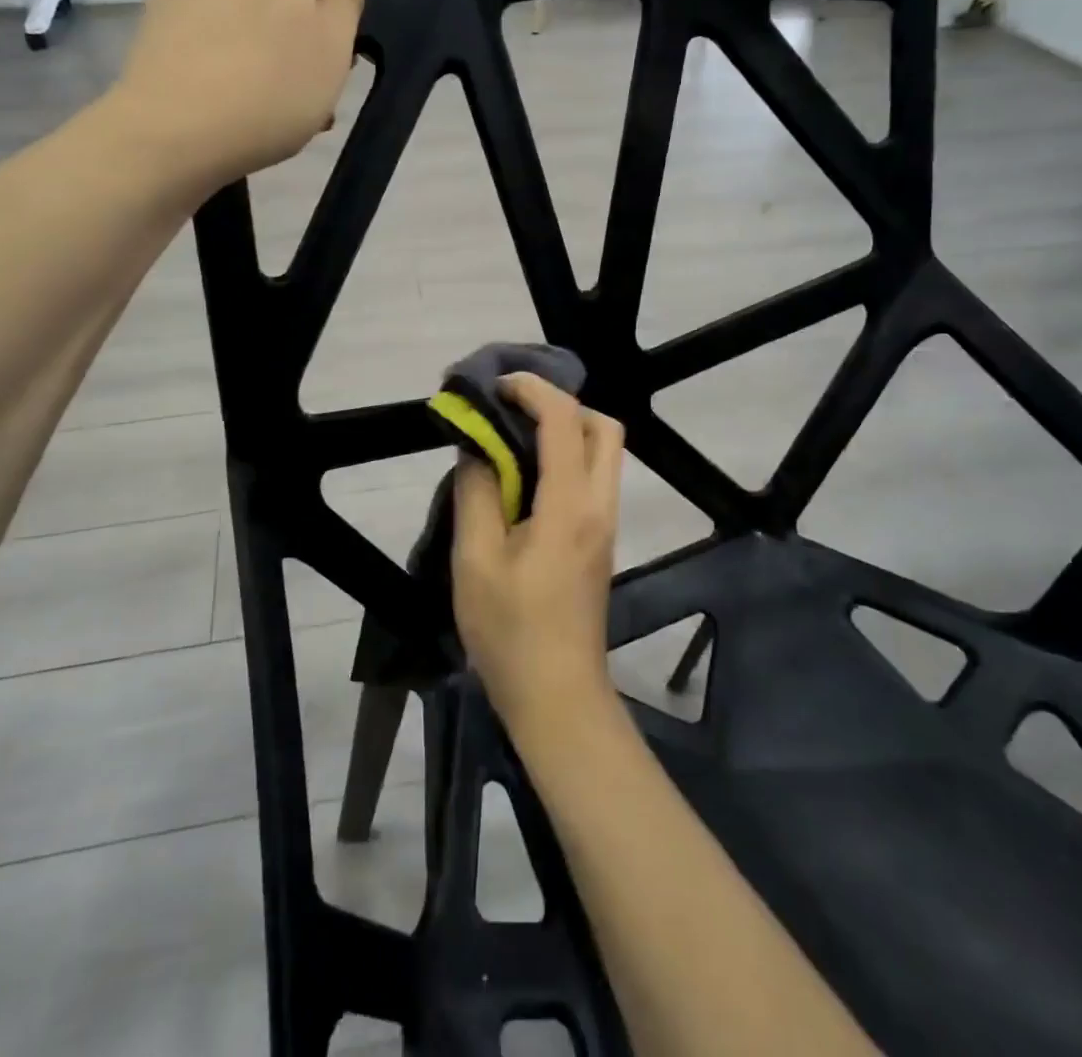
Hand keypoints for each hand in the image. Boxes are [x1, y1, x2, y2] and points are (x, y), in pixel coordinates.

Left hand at [113, 0, 366, 181]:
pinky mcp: (161, 12)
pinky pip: (218, 18)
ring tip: (287, 86)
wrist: (171, 131)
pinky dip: (240, 42)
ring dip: (277, 28)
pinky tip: (246, 90)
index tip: (363, 8)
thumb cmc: (271, 87)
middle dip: (313, 4)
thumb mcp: (334, 46)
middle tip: (329, 63)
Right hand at [451, 375, 624, 730]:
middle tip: (514, 411)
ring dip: (566, 431)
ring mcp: (605, 524)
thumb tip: (477, 448)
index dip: (532, 390)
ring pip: (603, 453)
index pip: (564, 420)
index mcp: (570, 504)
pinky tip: (525, 478)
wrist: (558, 696)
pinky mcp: (599, 542)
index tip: (496, 385)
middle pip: (603, 427)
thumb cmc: (511, 630)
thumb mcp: (476, 559)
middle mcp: (599, 505)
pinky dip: (566, 458)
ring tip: (513, 439)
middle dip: (562, 405)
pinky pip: (592, 479)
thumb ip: (477, 492)